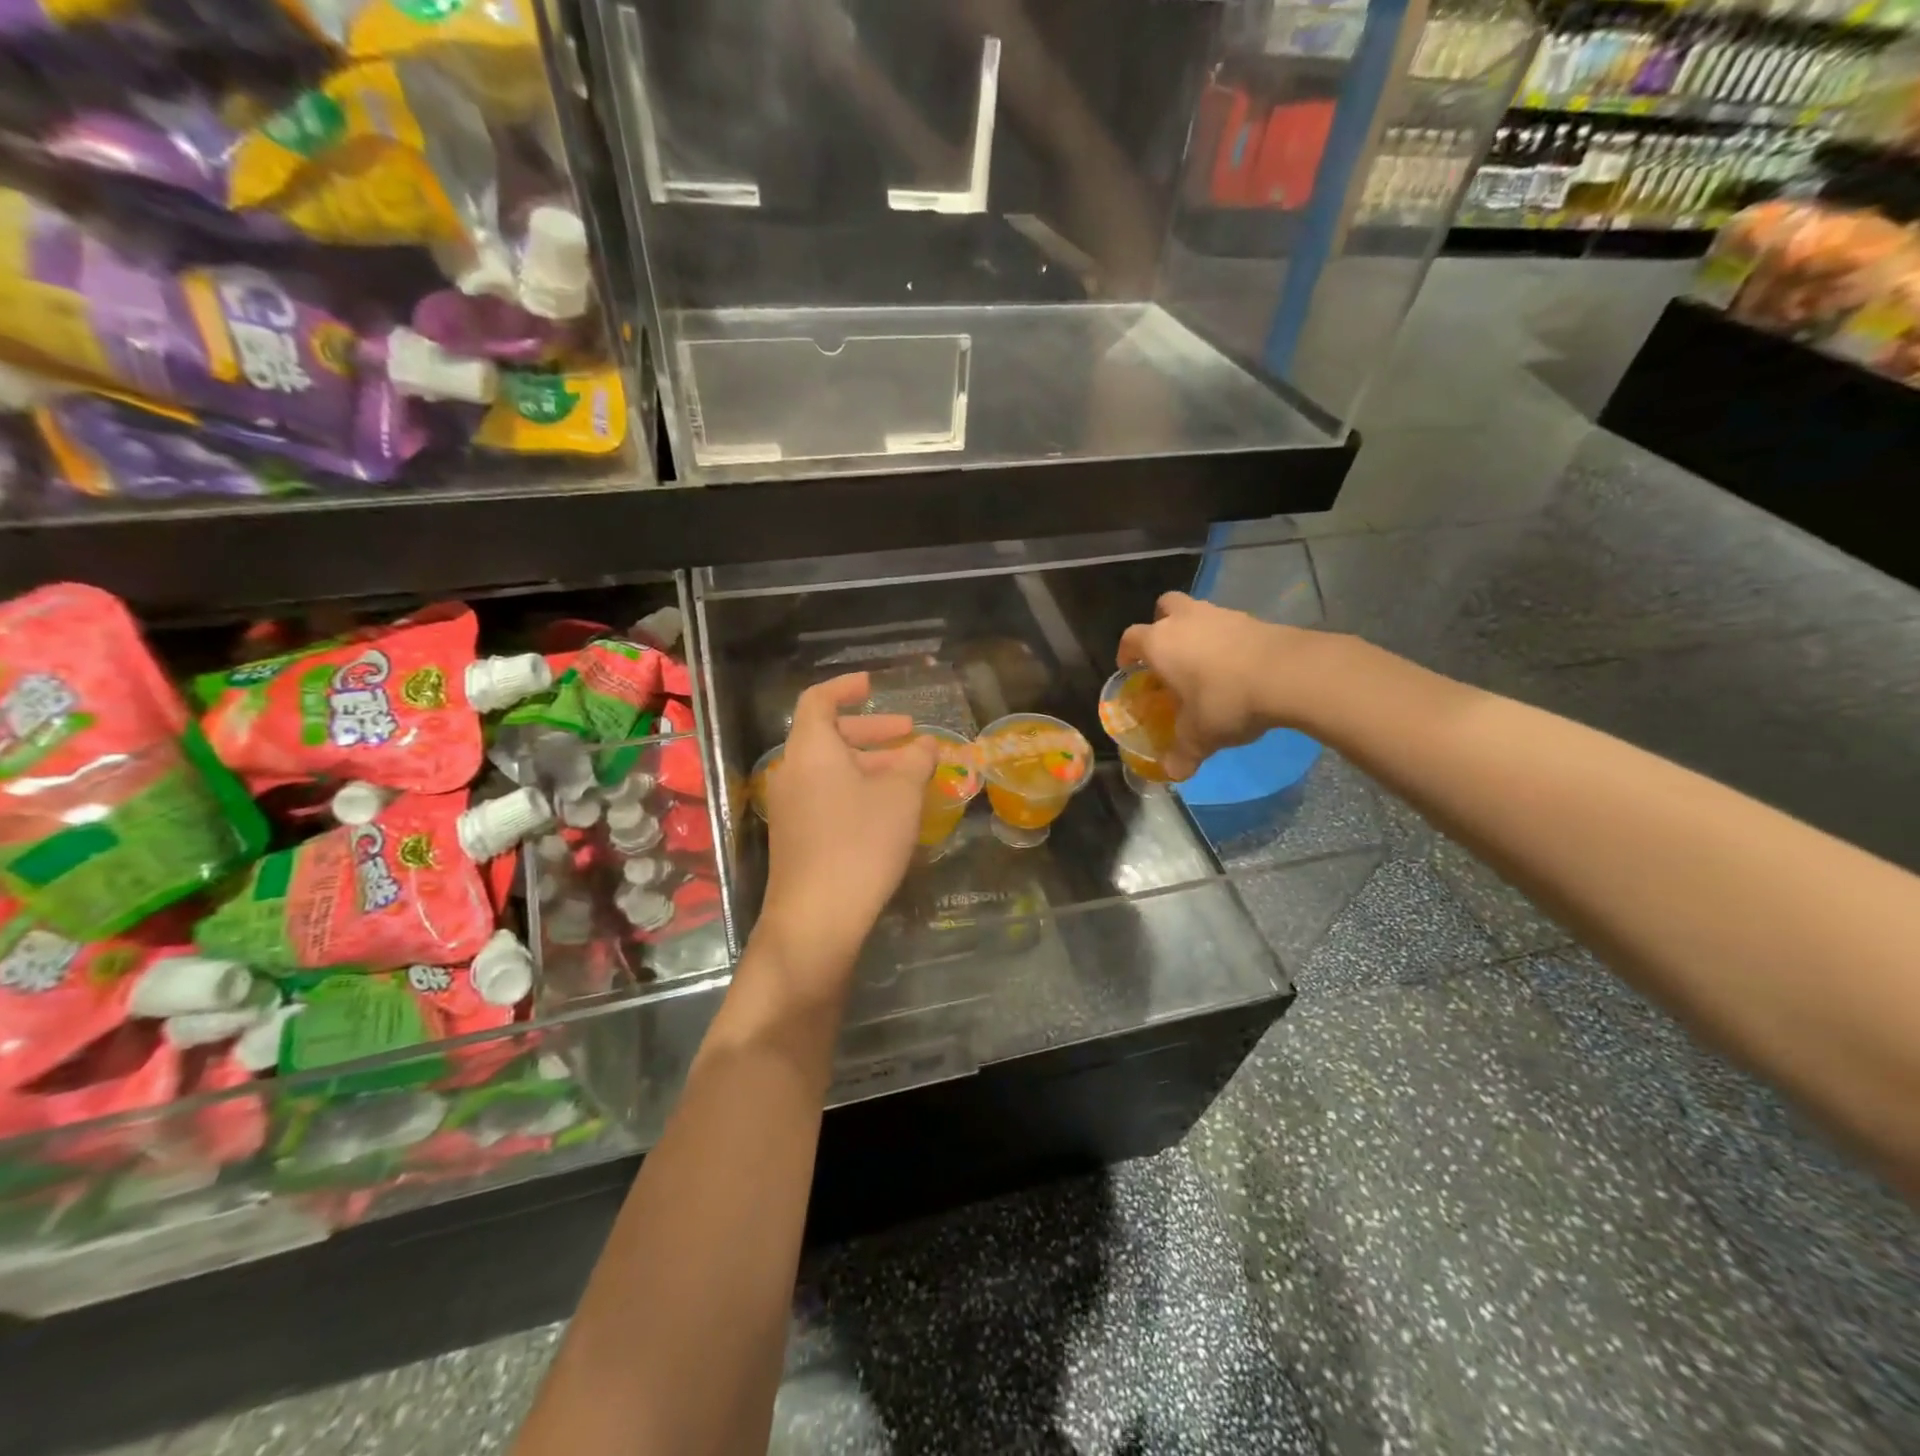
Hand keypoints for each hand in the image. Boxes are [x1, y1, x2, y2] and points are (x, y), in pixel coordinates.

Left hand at [759, 673, 935, 989]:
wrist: (817, 917)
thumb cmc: (861, 842)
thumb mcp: (901, 795)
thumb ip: (915, 761)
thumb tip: (924, 744)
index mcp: (811, 749)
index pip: (819, 701)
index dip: (845, 688)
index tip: (872, 686)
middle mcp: (792, 771)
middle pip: (827, 735)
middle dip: (871, 731)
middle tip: (908, 735)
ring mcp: (789, 807)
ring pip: (829, 769)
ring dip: (868, 763)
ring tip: (908, 775)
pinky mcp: (795, 836)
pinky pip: (825, 795)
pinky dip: (855, 788)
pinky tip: (886, 810)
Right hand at [1116, 593, 1311, 779]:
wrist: (1287, 674)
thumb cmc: (1225, 700)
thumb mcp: (1199, 736)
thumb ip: (1182, 754)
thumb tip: (1173, 773)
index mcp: (1159, 643)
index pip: (1131, 638)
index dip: (1127, 652)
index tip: (1130, 668)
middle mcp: (1185, 620)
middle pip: (1164, 607)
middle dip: (1162, 624)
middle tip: (1168, 653)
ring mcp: (1221, 614)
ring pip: (1199, 612)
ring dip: (1197, 631)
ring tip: (1206, 663)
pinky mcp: (1253, 618)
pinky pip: (1230, 625)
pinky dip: (1227, 640)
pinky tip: (1237, 666)